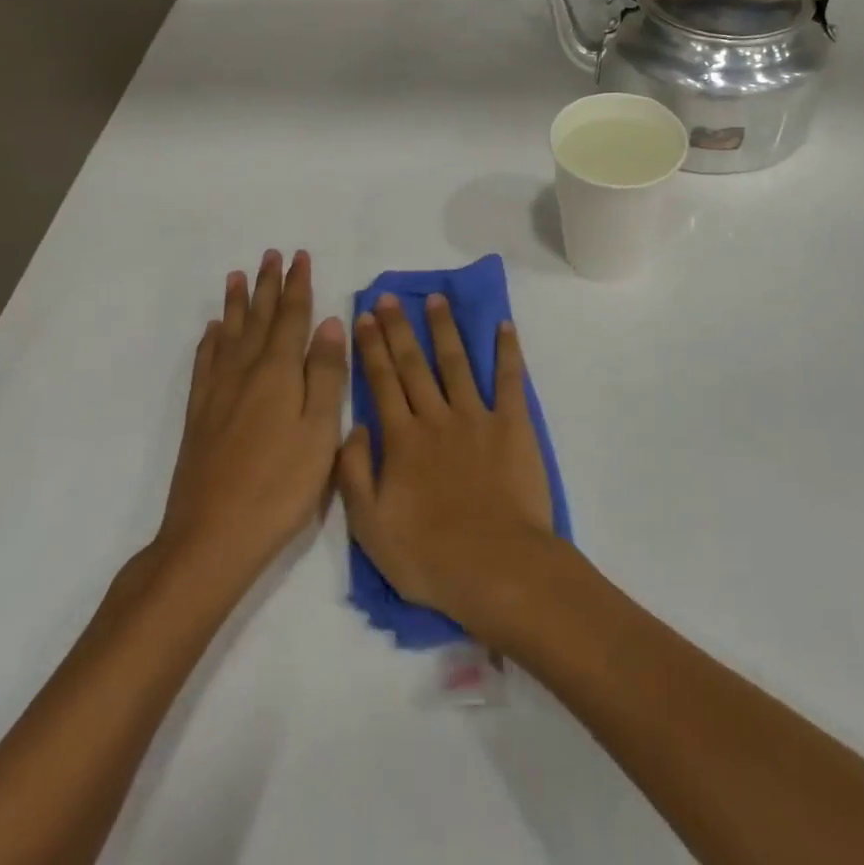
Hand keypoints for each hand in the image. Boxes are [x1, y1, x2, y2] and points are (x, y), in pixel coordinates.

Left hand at [158, 250, 345, 584]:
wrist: (211, 537)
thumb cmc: (280, 486)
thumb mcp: (320, 431)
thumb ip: (327, 375)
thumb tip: (330, 323)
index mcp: (279, 373)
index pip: (291, 317)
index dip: (297, 285)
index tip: (299, 256)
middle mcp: (245, 372)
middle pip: (258, 318)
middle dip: (267, 285)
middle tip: (271, 254)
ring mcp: (218, 394)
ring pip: (228, 335)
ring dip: (236, 304)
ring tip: (237, 276)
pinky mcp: (199, 416)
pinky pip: (205, 364)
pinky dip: (210, 342)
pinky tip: (211, 332)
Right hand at [337, 293, 554, 634]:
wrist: (496, 568)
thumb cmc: (429, 556)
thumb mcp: (370, 528)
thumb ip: (354, 474)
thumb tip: (351, 427)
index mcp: (401, 440)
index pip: (381, 382)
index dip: (371, 348)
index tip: (364, 316)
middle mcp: (436, 418)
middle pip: (414, 364)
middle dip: (399, 328)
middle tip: (390, 297)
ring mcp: (476, 417)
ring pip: (456, 362)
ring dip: (444, 328)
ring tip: (436, 299)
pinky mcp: (512, 425)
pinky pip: (509, 379)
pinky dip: (507, 351)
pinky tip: (504, 325)